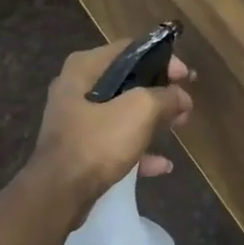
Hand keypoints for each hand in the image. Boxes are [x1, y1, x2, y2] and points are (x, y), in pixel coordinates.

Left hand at [22, 40, 194, 217]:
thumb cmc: (98, 141)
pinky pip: (114, 142)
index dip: (163, 59)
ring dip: (152, 120)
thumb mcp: (140, 110)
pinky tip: (161, 165)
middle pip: (127, 82)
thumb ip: (166, 97)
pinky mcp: (77, 150)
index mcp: (84, 67)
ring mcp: (75, 121)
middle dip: (159, 93)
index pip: (131, 49)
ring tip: (178, 127)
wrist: (58, 195)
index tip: (185, 77)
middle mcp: (75, 88)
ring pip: (122, 113)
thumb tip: (181, 97)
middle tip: (184, 104)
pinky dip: (137, 149)